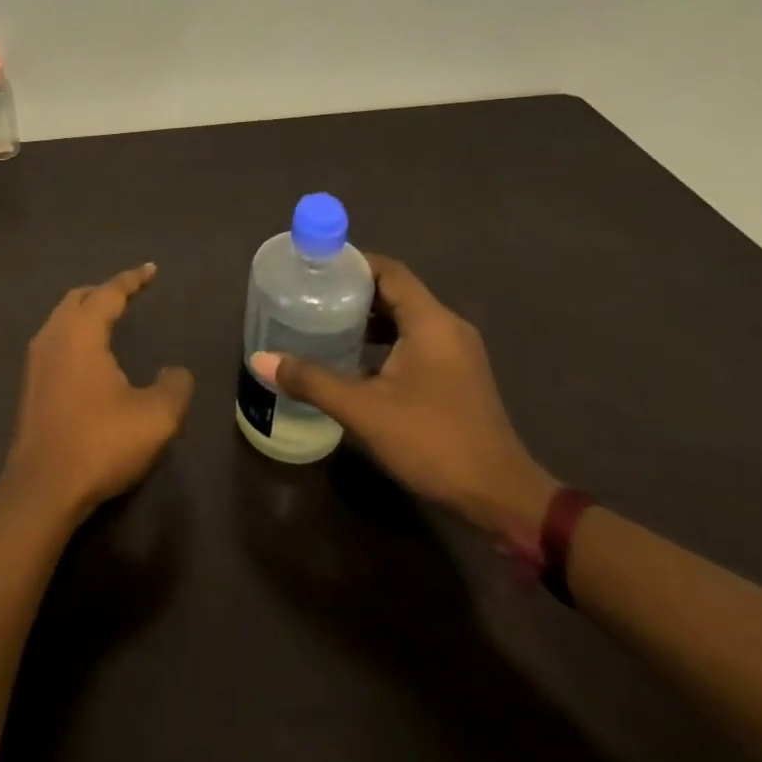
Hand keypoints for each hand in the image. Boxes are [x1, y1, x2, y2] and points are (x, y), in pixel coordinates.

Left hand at [0, 263, 194, 525]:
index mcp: (81, 332)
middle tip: (130, 294)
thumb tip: (176, 371)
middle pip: (78, 298)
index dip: (132, 279)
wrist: (42, 488)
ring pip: (62, 319)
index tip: (151, 270)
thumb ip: (174, 386)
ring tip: (111, 320)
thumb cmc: (100, 443)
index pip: (109, 293)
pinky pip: (55, 341)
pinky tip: (89, 357)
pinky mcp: (30, 385)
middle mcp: (53, 336)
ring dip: (86, 313)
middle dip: (105, 291)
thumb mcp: (156, 417)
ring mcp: (36, 361)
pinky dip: (75, 334)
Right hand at [253, 253, 555, 537]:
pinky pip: (415, 342)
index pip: (389, 271)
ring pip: (405, 319)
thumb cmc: (434, 442)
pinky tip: (353, 361)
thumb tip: (261, 359)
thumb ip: (312, 380)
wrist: (500, 499)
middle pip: (395, 292)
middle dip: (352, 291)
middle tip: (309, 295)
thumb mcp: (364, 410)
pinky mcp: (457, 376)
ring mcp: (456, 353)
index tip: (313, 267)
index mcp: (431, 322)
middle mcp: (448, 327)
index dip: (351, 263)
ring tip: (323, 324)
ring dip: (367, 319)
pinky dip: (383, 342)